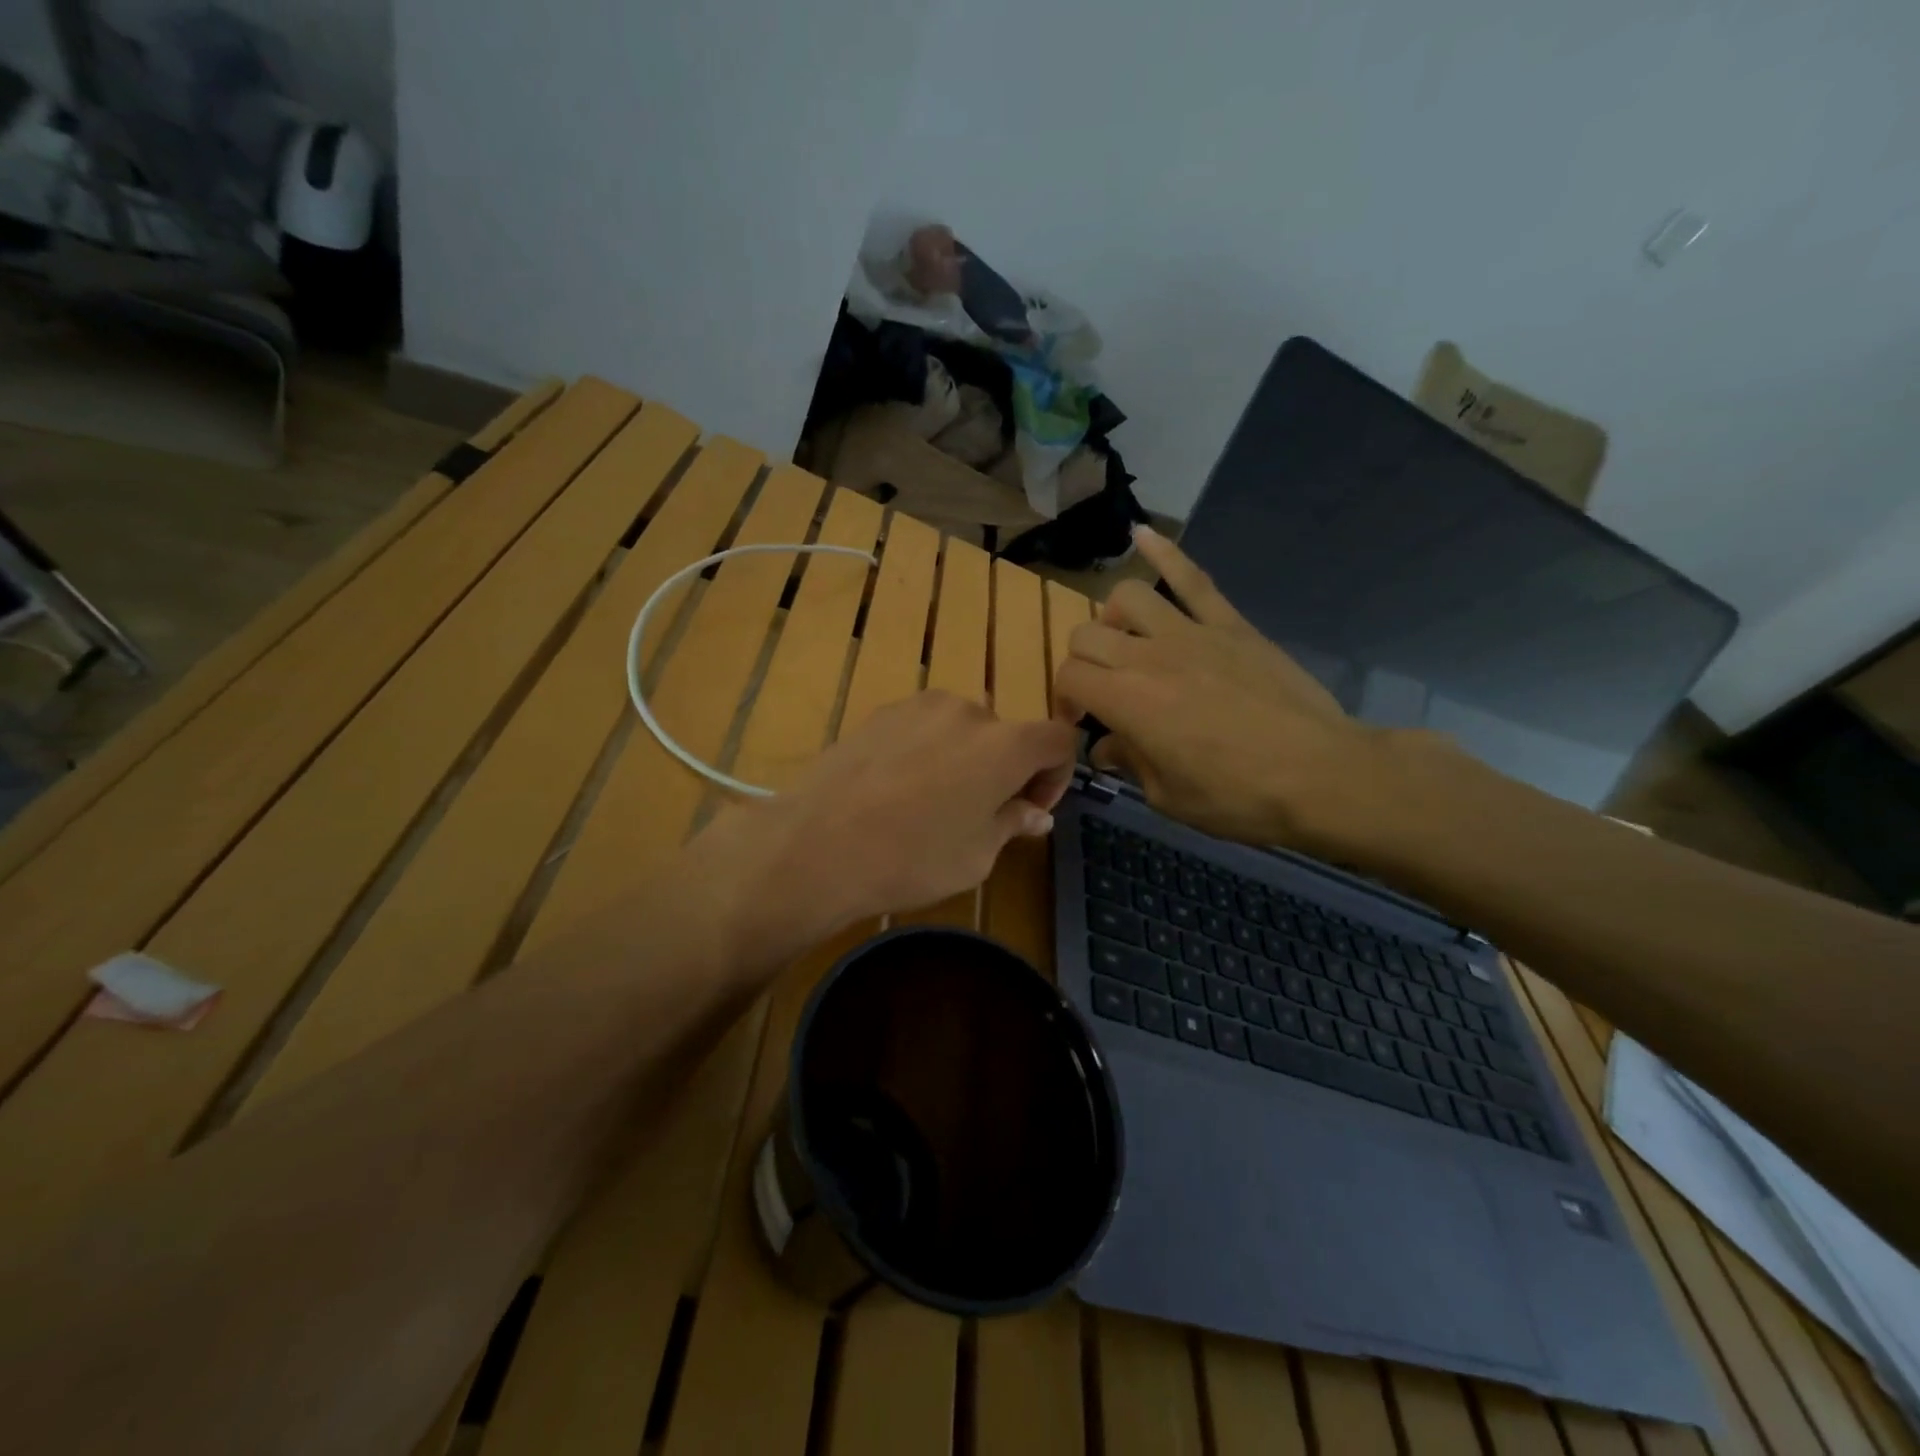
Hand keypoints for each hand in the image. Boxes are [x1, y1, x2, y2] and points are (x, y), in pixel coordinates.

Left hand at [705, 691, 1077, 947]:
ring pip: (962, 729)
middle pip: (1007, 734)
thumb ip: (1012, 823)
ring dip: (966, 758)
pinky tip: (898, 789)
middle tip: (983, 814)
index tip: (1031, 809)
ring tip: (934, 802)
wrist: (818, 844)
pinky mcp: (881, 712)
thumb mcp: (977, 856)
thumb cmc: (912, 857)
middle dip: (1006, 770)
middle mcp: (967, 711)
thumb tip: (1035, 813)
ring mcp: (919, 706)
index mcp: (1005, 744)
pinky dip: (928, 751)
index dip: (1056, 775)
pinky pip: (923, 728)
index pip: (1058, 740)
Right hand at [1054, 527, 1398, 856]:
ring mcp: (1191, 632)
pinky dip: (1165, 552)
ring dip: (1113, 619)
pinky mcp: (1229, 624)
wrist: (1320, 775)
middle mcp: (1148, 656)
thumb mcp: (1168, 797)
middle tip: (1102, 690)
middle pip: (1086, 636)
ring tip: (1127, 641)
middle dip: (1082, 663)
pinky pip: (1192, 578)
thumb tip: (1105, 749)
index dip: (1066, 698)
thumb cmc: (1238, 797)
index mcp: (1127, 702)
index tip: (1082, 720)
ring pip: (1126, 597)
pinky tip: (1141, 534)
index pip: (1069, 677)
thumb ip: (1129, 763)